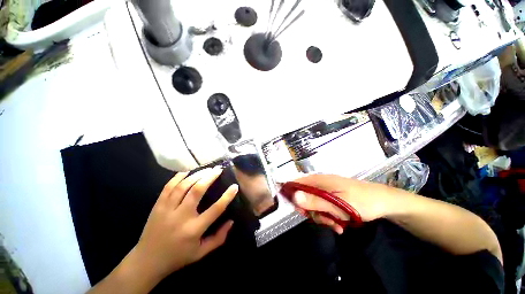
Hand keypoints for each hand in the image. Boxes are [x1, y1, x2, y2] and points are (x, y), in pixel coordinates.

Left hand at [132, 167, 237, 280]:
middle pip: (197, 191)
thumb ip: (219, 238)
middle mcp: (181, 217)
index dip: (227, 196)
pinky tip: (187, 171)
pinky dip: (178, 177)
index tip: (235, 186)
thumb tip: (231, 221)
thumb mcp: (201, 253)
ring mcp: (167, 210)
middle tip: (218, 169)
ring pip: (183, 186)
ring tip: (207, 169)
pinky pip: (168, 187)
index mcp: (194, 230)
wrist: (147, 261)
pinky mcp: (158, 206)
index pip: (215, 209)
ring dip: (197, 175)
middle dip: (210, 177)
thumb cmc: (178, 257)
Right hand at [290, 174, 395, 233]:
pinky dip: (328, 217)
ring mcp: (327, 191)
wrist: (384, 202)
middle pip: (304, 196)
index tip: (298, 210)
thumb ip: (315, 201)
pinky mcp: (332, 197)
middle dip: (311, 210)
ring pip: (314, 204)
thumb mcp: (338, 205)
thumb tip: (293, 197)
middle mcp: (320, 183)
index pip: (296, 183)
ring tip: (335, 225)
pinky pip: (323, 207)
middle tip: (322, 220)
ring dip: (322, 216)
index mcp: (319, 180)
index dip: (292, 195)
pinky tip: (339, 225)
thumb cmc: (362, 201)